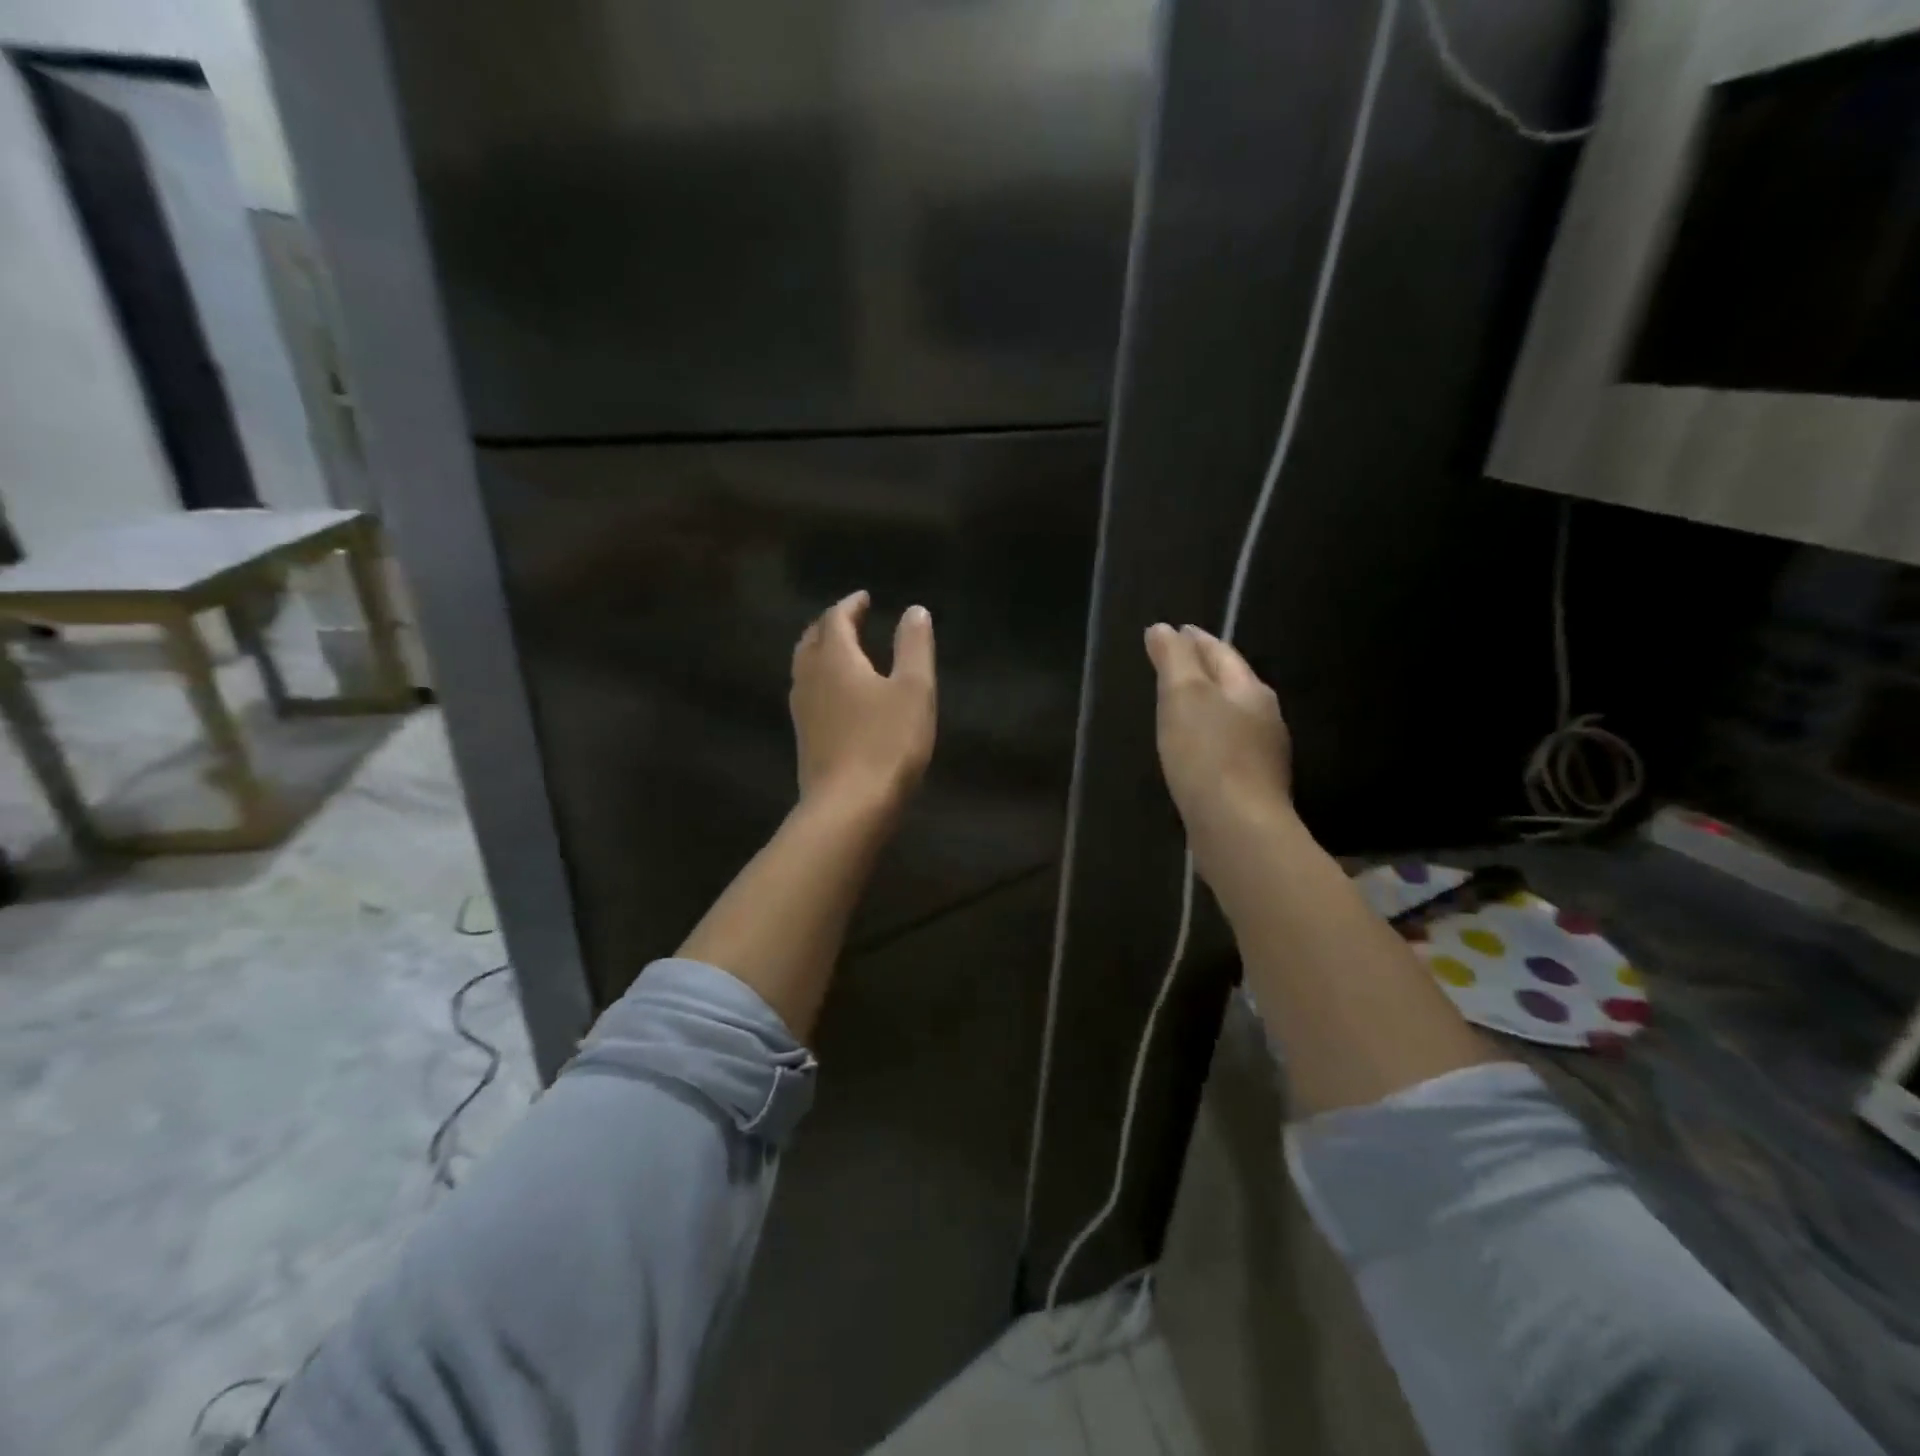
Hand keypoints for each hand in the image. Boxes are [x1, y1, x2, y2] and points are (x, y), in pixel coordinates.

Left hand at [791, 590, 936, 815]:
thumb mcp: (915, 689)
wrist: (848, 807)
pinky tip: (835, 695)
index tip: (864, 598)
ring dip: (820, 651)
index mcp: (835, 658)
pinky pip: (807, 693)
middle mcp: (810, 678)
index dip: (850, 605)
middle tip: (850, 620)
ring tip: (841, 651)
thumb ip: (914, 646)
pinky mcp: (804, 738)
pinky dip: (820, 679)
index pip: (835, 619)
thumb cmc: (887, 743)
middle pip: (812, 640)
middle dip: (830, 625)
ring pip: (804, 667)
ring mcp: (802, 710)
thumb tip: (914, 610)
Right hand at [1144, 623, 1292, 855]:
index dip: (1196, 640)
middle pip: (1231, 683)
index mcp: (1250, 690)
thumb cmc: (1208, 754)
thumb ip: (1173, 659)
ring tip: (1178, 704)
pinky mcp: (1250, 786)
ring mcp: (1262, 755)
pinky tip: (1193, 749)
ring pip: (1230, 717)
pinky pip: (1226, 748)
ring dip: (1206, 706)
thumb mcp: (1184, 696)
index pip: (1221, 653)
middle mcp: (1264, 717)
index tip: (1176, 630)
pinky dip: (1207, 738)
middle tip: (1174, 663)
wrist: (1237, 828)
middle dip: (1204, 670)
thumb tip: (1163, 628)